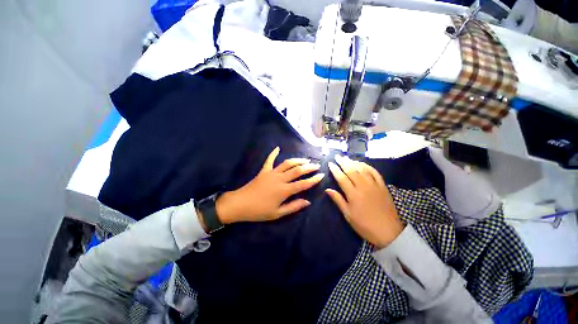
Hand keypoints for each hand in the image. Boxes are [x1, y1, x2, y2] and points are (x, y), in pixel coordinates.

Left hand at [214, 147, 324, 223]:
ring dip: (297, 160)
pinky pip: (269, 160)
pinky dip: (273, 153)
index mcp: (284, 191)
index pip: (303, 184)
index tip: (321, 175)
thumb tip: (307, 202)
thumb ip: (293, 207)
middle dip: (308, 167)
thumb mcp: (277, 213)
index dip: (313, 180)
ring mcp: (271, 173)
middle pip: (297, 170)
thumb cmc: (259, 211)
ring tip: (305, 159)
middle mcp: (280, 179)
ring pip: (287, 164)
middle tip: (316, 165)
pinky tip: (277, 148)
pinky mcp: (264, 171)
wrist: (240, 204)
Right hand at [326, 155, 403, 248]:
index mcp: (353, 194)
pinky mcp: (383, 186)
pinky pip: (375, 173)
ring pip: (362, 169)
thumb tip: (327, 189)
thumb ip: (338, 200)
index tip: (330, 163)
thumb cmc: (364, 225)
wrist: (388, 232)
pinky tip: (363, 164)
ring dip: (354, 162)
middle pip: (351, 170)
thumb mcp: (348, 214)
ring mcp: (374, 185)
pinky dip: (368, 166)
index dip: (335, 170)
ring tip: (347, 158)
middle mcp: (363, 186)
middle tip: (337, 156)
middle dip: (343, 162)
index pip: (341, 178)